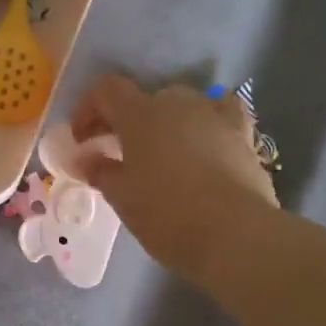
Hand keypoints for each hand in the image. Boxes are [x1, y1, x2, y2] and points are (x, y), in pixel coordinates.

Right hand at [71, 75, 279, 284]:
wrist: (236, 235)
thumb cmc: (167, 215)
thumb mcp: (122, 198)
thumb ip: (100, 171)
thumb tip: (86, 159)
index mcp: (140, 114)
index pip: (106, 90)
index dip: (88, 109)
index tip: (82, 139)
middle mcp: (177, 103)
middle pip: (144, 98)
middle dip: (126, 120)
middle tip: (116, 151)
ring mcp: (214, 115)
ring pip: (182, 106)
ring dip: (165, 123)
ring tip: (160, 153)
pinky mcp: (243, 134)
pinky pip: (221, 115)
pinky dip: (207, 123)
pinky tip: (205, 141)